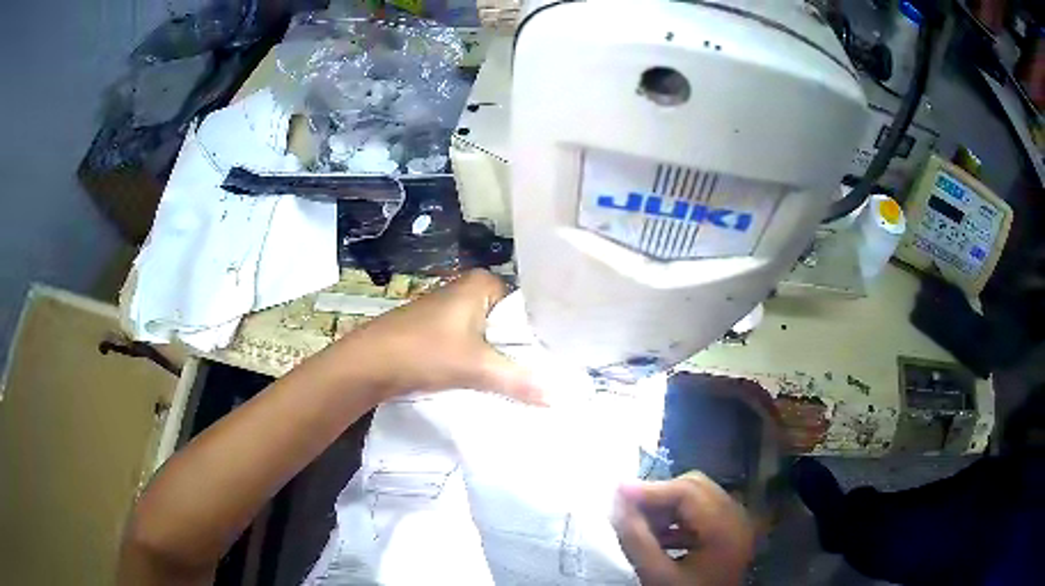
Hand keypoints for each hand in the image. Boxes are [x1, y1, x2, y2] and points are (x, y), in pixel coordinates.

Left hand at [334, 269, 543, 403]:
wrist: (369, 364)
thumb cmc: (424, 351)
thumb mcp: (475, 366)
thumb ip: (517, 380)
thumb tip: (557, 397)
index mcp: (481, 284)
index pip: (528, 307)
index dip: (541, 334)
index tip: (557, 361)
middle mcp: (468, 291)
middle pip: (509, 324)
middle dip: (522, 350)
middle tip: (547, 376)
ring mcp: (451, 311)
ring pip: (490, 337)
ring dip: (501, 359)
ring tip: (527, 383)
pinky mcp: (439, 332)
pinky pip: (472, 346)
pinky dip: (482, 362)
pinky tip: (494, 382)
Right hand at [614, 473, 754, 585]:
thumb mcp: (657, 576)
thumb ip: (636, 540)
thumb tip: (617, 503)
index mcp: (725, 528)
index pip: (688, 491)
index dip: (651, 489)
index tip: (616, 491)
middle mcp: (738, 518)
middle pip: (695, 488)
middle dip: (658, 496)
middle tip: (626, 508)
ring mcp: (736, 525)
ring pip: (698, 498)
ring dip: (666, 507)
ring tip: (637, 524)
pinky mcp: (729, 533)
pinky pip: (702, 513)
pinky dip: (677, 519)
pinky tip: (656, 536)